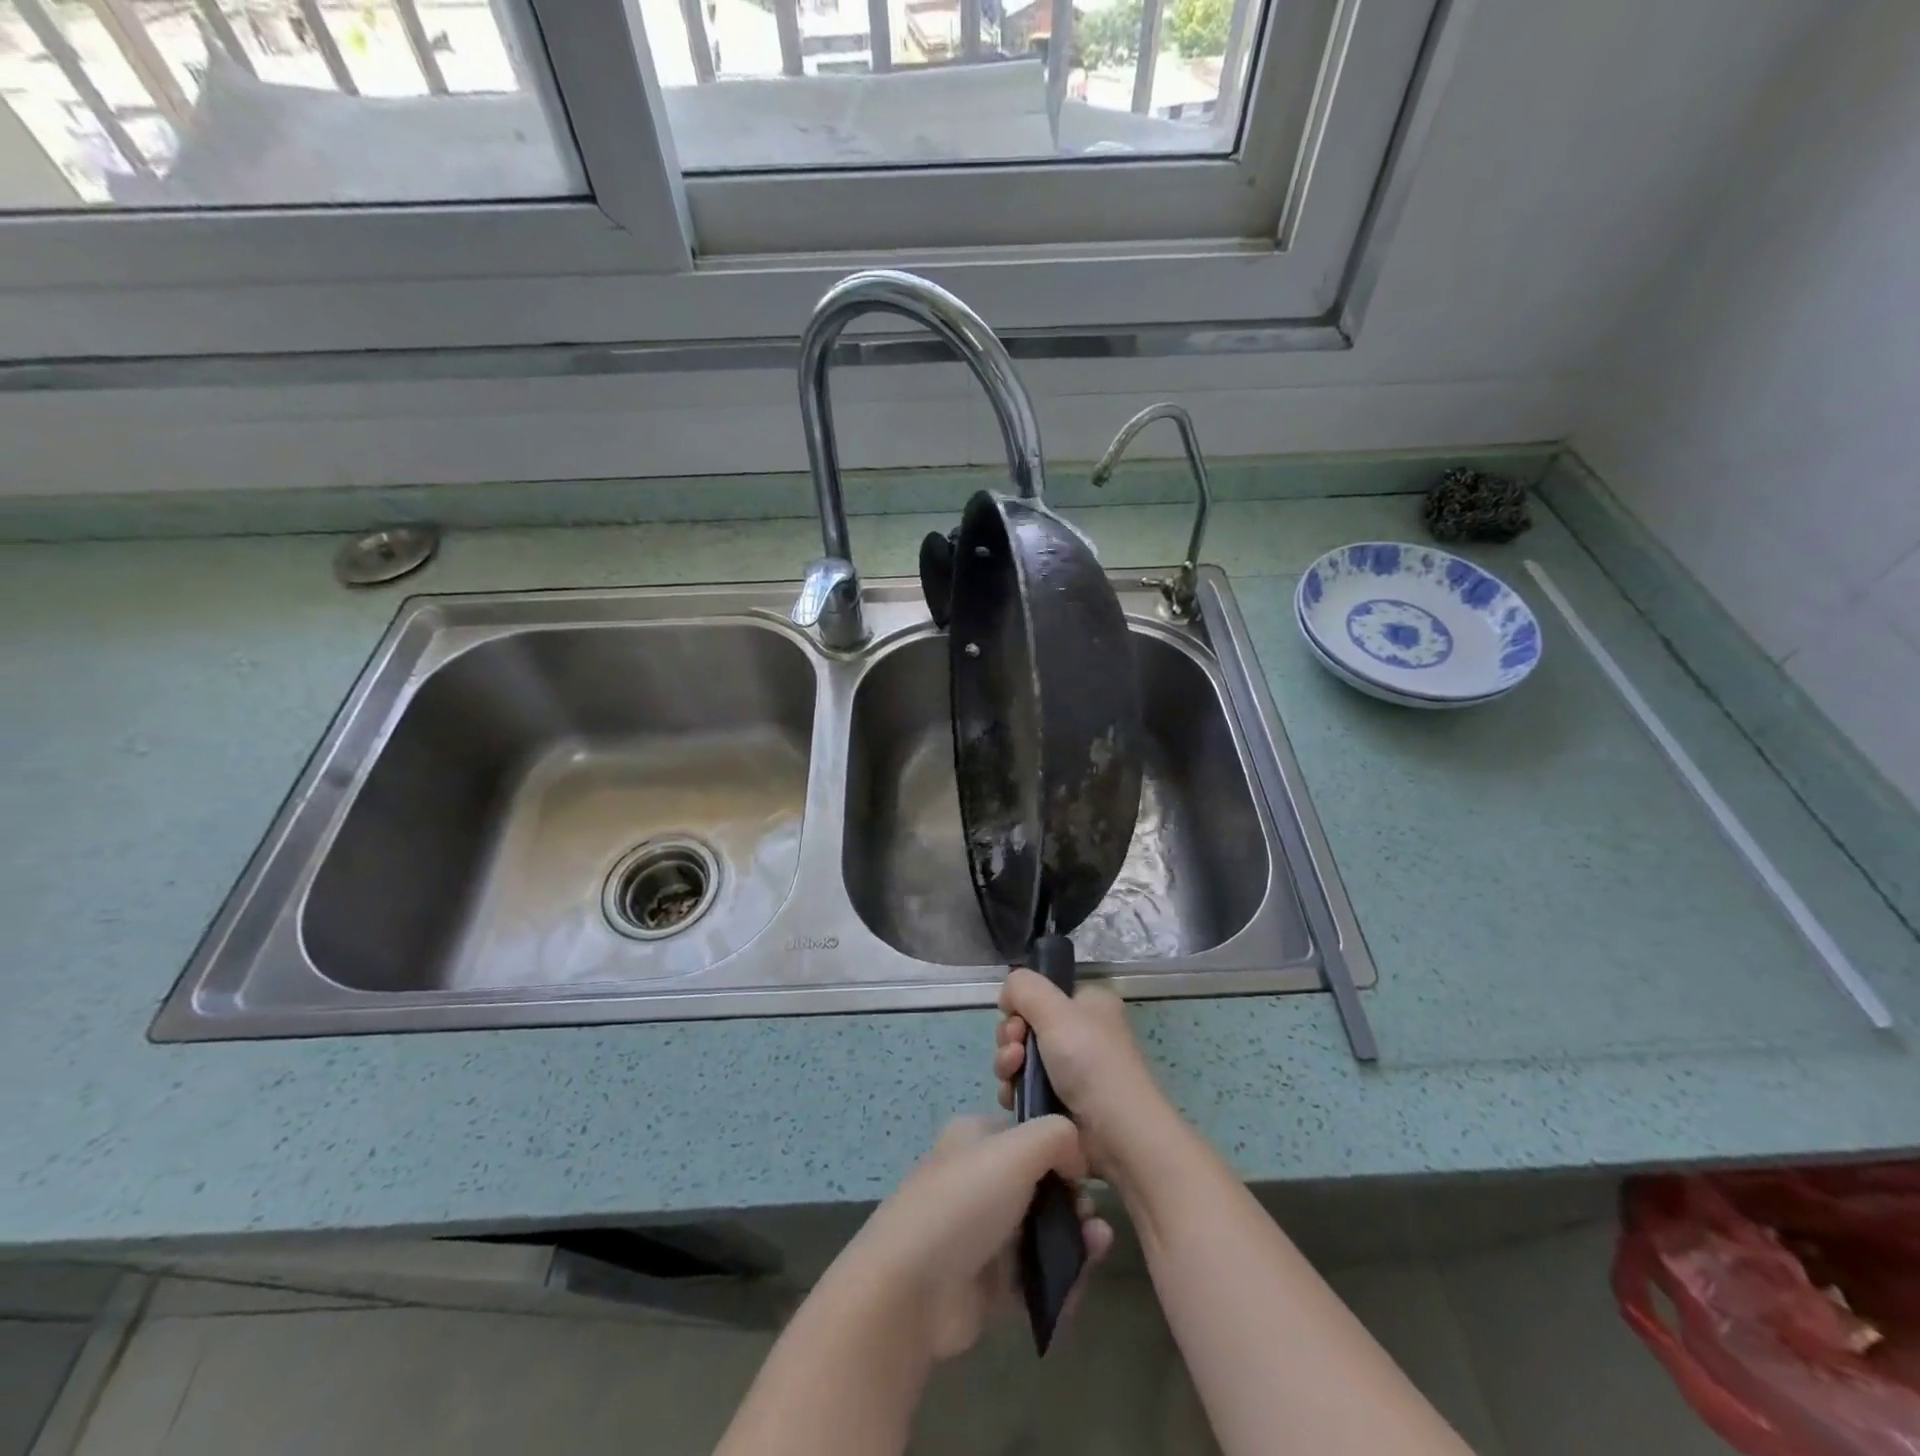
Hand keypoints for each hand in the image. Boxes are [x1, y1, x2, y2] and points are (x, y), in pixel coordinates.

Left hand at [833, 1115, 1112, 1361]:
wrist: (911, 1289)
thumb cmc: (964, 1202)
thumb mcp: (1016, 1149)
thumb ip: (1057, 1136)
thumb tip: (1077, 1158)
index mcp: (977, 1138)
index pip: (1030, 1132)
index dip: (1062, 1148)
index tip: (1085, 1170)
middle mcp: (980, 1179)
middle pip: (1041, 1184)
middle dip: (1073, 1199)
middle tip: (1088, 1217)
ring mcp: (984, 1232)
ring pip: (1043, 1230)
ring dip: (1075, 1239)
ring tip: (1096, 1248)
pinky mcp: (990, 1283)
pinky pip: (1036, 1276)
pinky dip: (1060, 1280)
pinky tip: (1078, 1283)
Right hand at [994, 969, 1175, 1179]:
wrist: (1117, 1134)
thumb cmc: (1091, 1062)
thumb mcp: (1056, 1010)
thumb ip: (1024, 987)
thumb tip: (1007, 994)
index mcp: (1089, 1005)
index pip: (1043, 994)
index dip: (1022, 1005)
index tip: (1015, 1019)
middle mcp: (1081, 1033)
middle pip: (1026, 1026)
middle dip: (1010, 1038)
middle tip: (1015, 1051)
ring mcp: (1071, 1071)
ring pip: (1021, 1058)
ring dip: (1008, 1065)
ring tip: (1012, 1075)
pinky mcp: (1059, 1103)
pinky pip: (1024, 1088)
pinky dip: (1013, 1091)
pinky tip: (1013, 1098)